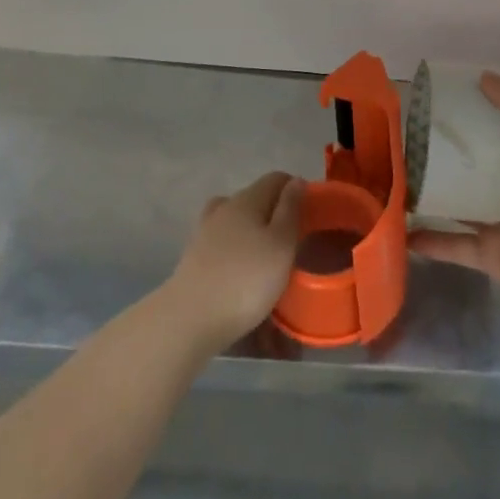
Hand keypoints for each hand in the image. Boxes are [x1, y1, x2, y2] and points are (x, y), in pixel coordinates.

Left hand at [163, 170, 304, 349]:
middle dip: (275, 212)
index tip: (310, 212)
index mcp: (247, 199)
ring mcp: (205, 231)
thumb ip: (290, 210)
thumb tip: (296, 181)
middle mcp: (224, 207)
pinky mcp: (193, 257)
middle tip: (292, 240)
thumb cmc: (245, 280)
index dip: (295, 189)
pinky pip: (222, 242)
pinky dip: (235, 249)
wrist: (189, 319)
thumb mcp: (281, 245)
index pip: (276, 179)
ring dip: (252, 230)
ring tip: (265, 255)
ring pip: (236, 219)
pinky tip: (240, 269)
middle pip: (255, 198)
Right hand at [409, 72, 499, 328]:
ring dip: (430, 196)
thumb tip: (484, 76)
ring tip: (393, 185)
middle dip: (438, 156)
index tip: (429, 105)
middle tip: (400, 147)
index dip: (466, 113)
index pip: (491, 126)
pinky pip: (455, 245)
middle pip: (469, 165)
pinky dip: (431, 241)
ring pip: (457, 203)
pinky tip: (402, 233)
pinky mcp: (491, 256)